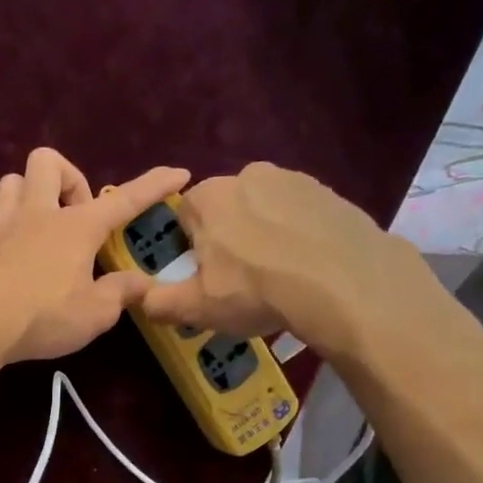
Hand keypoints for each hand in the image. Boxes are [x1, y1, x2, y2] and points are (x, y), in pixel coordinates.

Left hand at [0, 148, 189, 363]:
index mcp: (76, 227)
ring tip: (41, 228)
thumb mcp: (94, 314)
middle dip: (68, 179)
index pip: (124, 199)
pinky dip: (8, 226)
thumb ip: (119, 294)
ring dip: (31, 194)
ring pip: (13, 180)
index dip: (154, 185)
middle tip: (75, 218)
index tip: (178, 172)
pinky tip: (13, 255)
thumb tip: (142, 284)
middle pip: (49, 161)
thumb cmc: (42, 315)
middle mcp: (38, 213)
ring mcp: (2, 223)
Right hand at [139, 162, 423, 356]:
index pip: (184, 216)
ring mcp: (294, 179)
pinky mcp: (330, 192)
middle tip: (241, 281)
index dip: (190, 248)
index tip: (204, 276)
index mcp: (209, 197)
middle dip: (228, 239)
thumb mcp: (198, 307)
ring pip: (265, 210)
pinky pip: (301, 215)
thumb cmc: (256, 290)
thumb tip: (139, 299)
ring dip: (265, 236)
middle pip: (225, 210)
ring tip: (279, 277)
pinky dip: (299, 235)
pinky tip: (309, 268)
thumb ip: (160, 302)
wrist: (343, 282)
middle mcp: (248, 175)